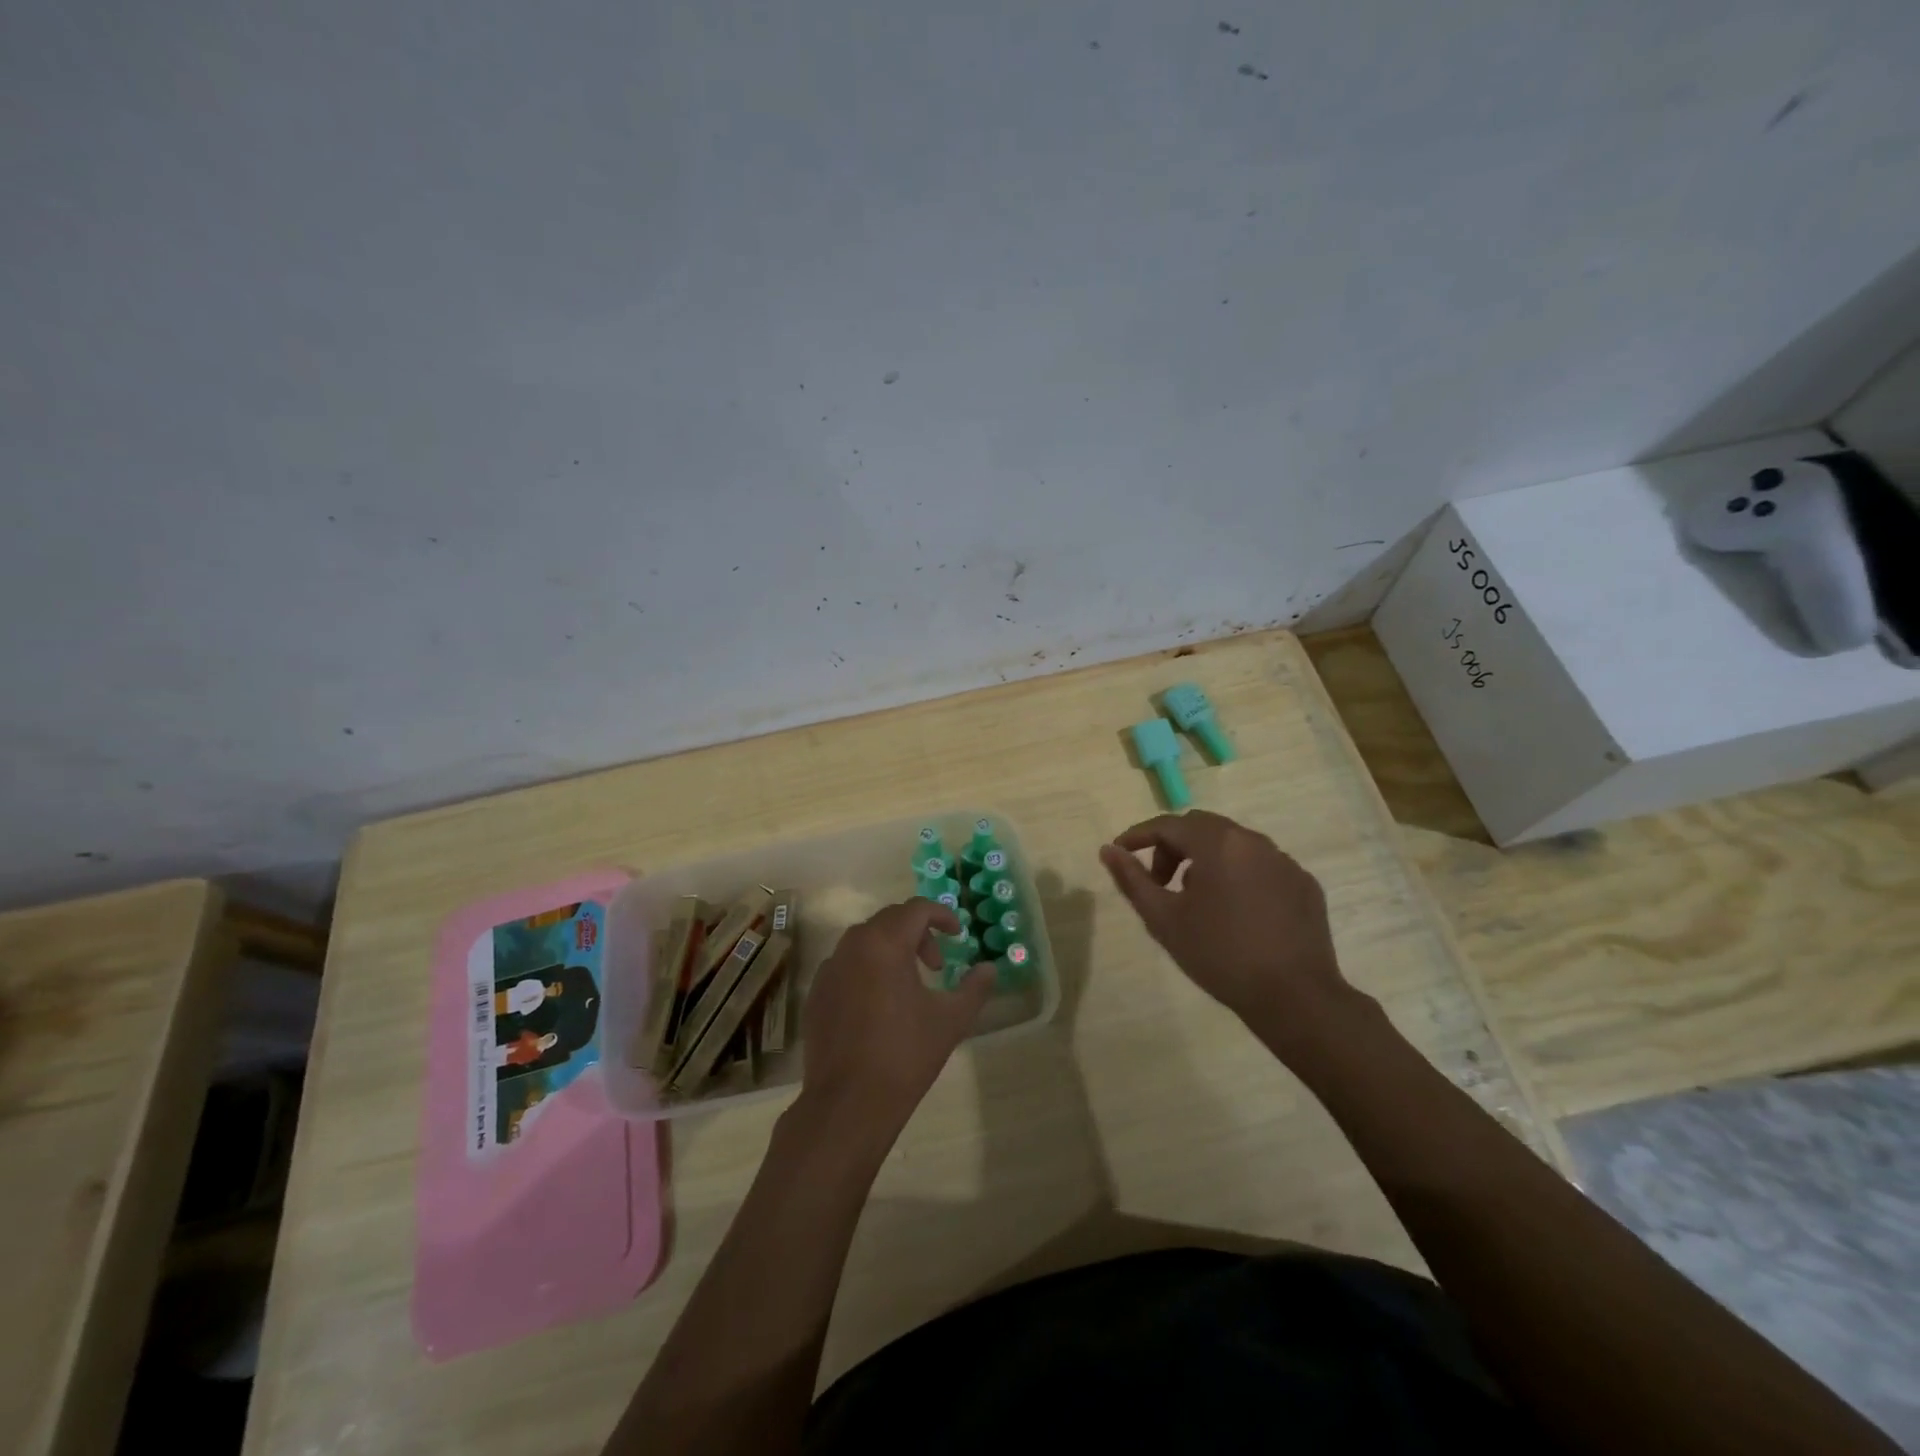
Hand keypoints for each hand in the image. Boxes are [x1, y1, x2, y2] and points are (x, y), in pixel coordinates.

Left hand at [797, 898, 993, 1136]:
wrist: (848, 1103)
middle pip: (889, 920)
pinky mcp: (816, 994)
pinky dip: (867, 969)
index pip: (916, 909)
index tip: (958, 934)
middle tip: (937, 965)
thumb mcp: (951, 1020)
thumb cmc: (905, 1054)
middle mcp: (852, 946)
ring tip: (909, 984)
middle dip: (918, 933)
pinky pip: (846, 965)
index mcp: (885, 943)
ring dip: (892, 949)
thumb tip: (989, 969)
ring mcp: (829, 969)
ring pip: (865, 941)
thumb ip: (974, 988)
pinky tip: (878, 1004)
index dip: (941, 915)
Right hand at [1099, 810, 1364, 1046]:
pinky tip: (1236, 912)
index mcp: (1217, 843)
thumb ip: (1132, 879)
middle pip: (1201, 827)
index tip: (1119, 853)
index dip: (1138, 835)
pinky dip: (1238, 875)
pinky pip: (1261, 865)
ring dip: (1206, 859)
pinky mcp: (1304, 883)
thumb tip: (1108, 850)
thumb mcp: (1163, 919)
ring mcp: (1284, 861)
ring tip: (1197, 900)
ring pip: (1233, 844)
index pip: (1167, 824)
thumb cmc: (1219, 955)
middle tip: (1160, 882)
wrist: (1294, 997)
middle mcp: (1253, 841)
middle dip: (1173, 847)